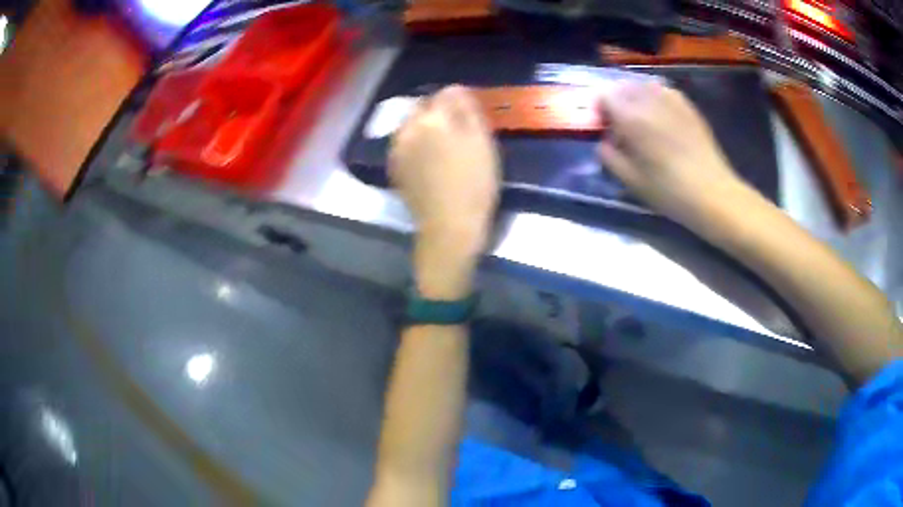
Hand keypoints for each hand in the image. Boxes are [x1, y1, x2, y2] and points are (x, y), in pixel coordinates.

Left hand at [389, 85, 500, 298]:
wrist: (449, 226)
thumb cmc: (474, 184)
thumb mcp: (481, 143)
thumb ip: (467, 110)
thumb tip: (456, 88)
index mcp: (431, 120)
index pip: (443, 94)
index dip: (458, 100)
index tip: (470, 113)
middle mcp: (407, 129)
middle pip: (422, 107)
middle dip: (438, 111)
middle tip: (458, 128)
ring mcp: (397, 149)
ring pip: (410, 124)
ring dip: (425, 126)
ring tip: (443, 143)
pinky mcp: (394, 166)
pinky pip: (404, 143)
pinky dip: (415, 142)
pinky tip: (429, 159)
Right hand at [596, 82, 747, 227]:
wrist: (711, 192)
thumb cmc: (668, 190)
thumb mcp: (630, 180)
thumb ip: (608, 155)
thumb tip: (605, 140)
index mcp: (631, 117)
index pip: (604, 95)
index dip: (600, 109)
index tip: (604, 127)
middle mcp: (648, 100)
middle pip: (622, 86)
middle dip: (617, 101)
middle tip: (621, 124)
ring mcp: (671, 99)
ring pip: (643, 85)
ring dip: (636, 97)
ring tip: (642, 119)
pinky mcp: (687, 105)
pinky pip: (663, 90)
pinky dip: (655, 98)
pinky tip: (661, 117)